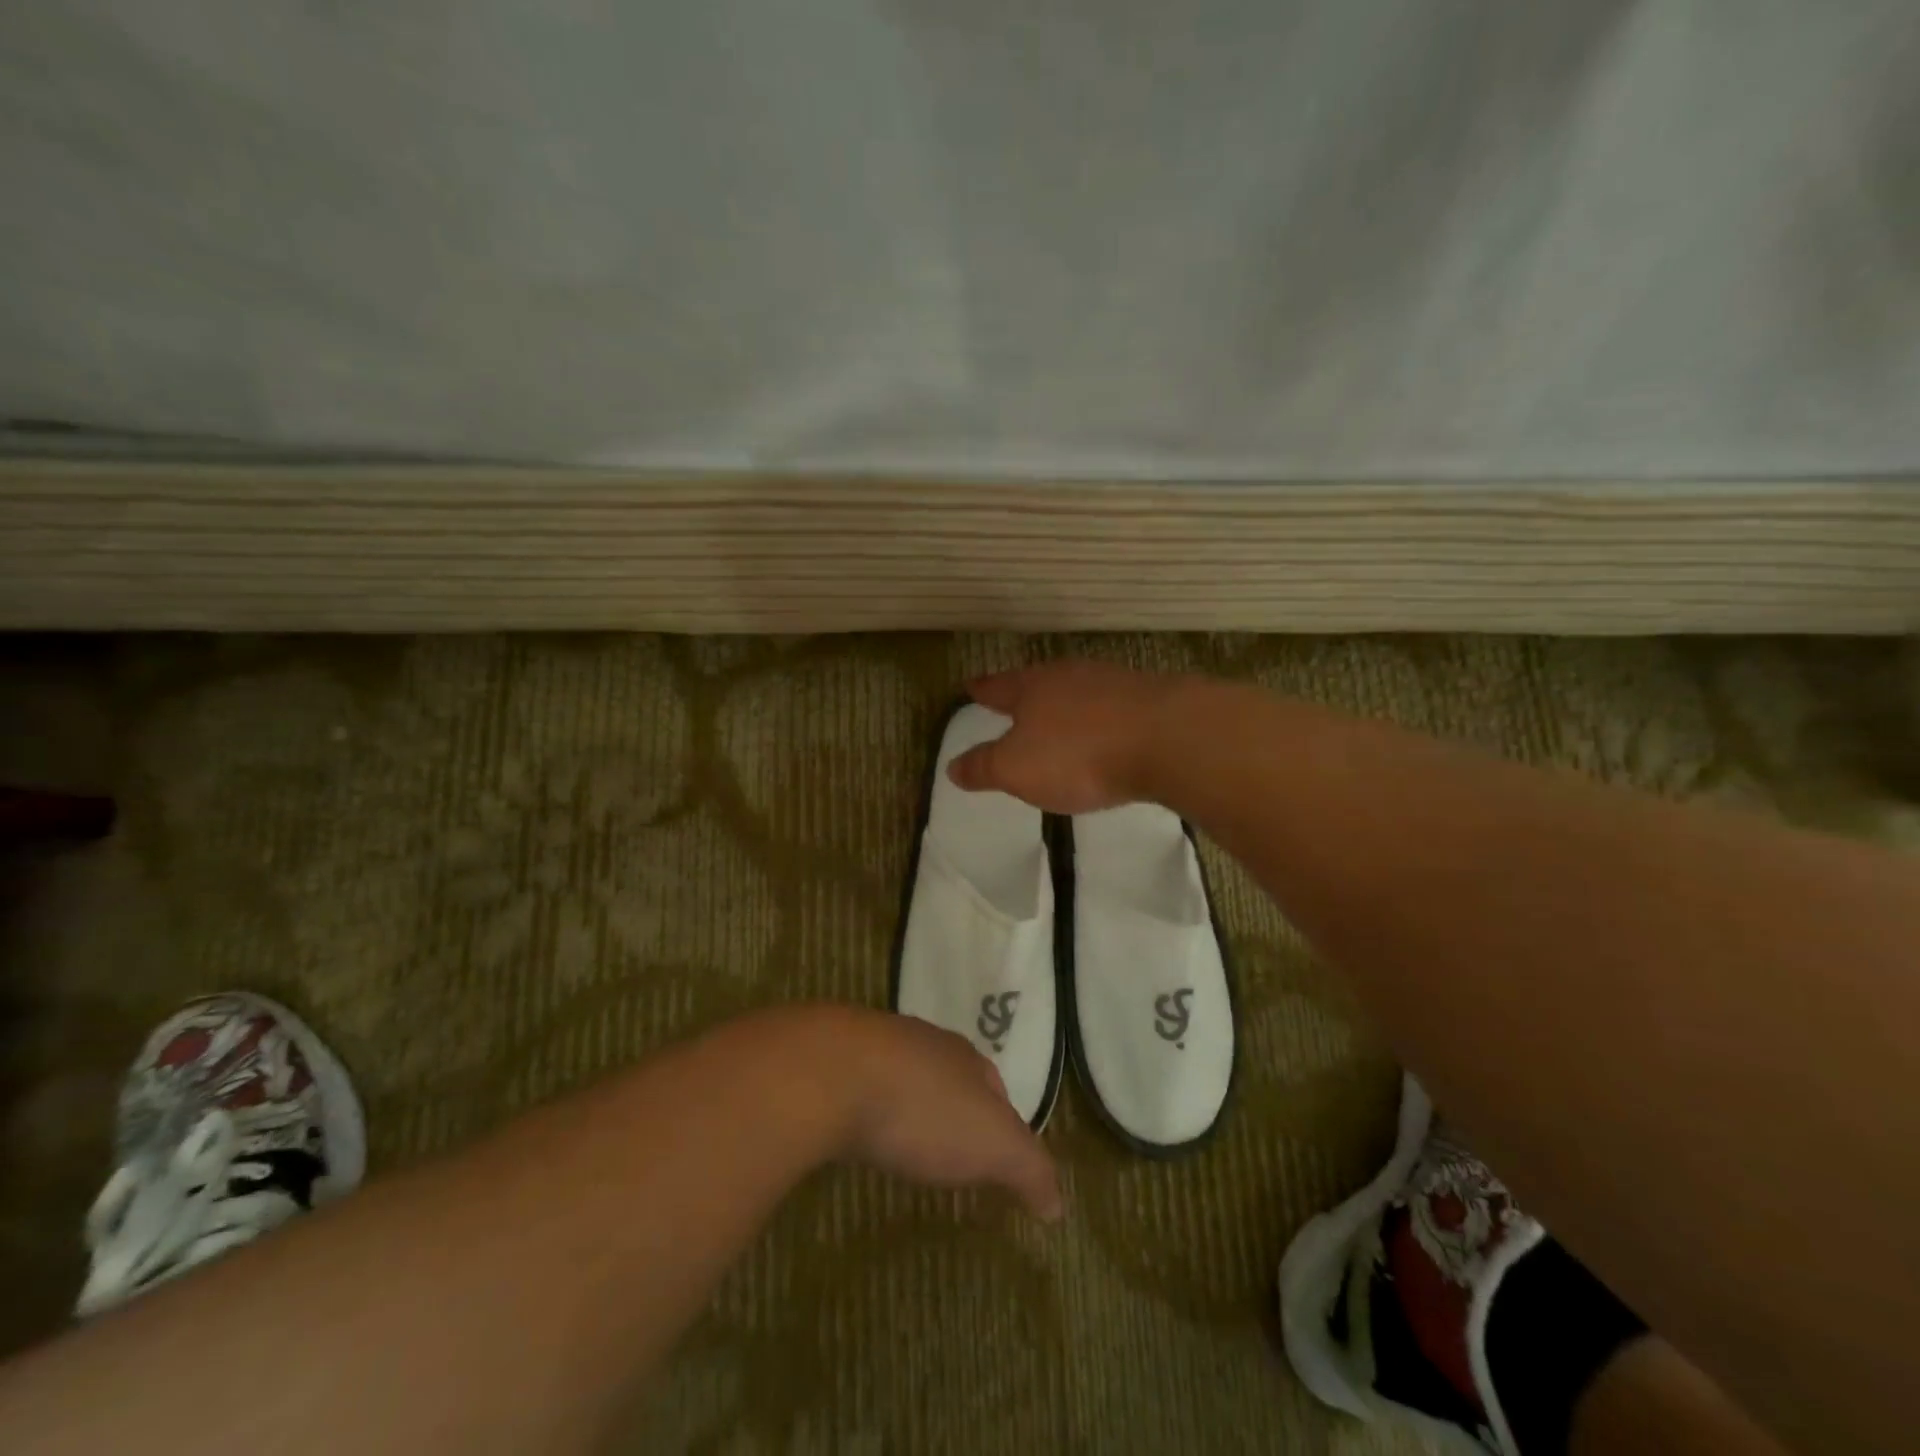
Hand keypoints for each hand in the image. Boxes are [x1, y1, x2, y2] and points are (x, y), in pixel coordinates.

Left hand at [835, 1011, 1062, 1221]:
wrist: (832, 1073)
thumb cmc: (923, 1109)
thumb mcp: (993, 1145)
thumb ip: (1030, 1170)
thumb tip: (1059, 1206)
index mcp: (965, 1058)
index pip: (993, 1086)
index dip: (1000, 1119)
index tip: (997, 1155)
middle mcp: (923, 1044)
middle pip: (948, 1077)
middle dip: (953, 1109)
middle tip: (950, 1152)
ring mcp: (874, 1048)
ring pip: (902, 1076)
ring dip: (906, 1105)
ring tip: (903, 1142)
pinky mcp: (831, 1063)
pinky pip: (858, 1086)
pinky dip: (865, 1106)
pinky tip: (856, 1129)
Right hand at [947, 661, 1182, 813]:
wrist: (1167, 738)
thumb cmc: (1078, 754)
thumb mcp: (1016, 769)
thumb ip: (984, 767)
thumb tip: (952, 766)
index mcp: (1032, 688)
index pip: (998, 687)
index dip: (982, 690)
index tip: (970, 687)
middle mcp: (1070, 676)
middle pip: (1040, 682)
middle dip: (1026, 693)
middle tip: (1015, 700)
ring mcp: (1113, 683)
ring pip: (1079, 690)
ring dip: (1067, 704)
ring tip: (1060, 718)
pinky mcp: (1150, 699)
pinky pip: (1113, 707)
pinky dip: (1102, 718)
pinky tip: (1107, 732)